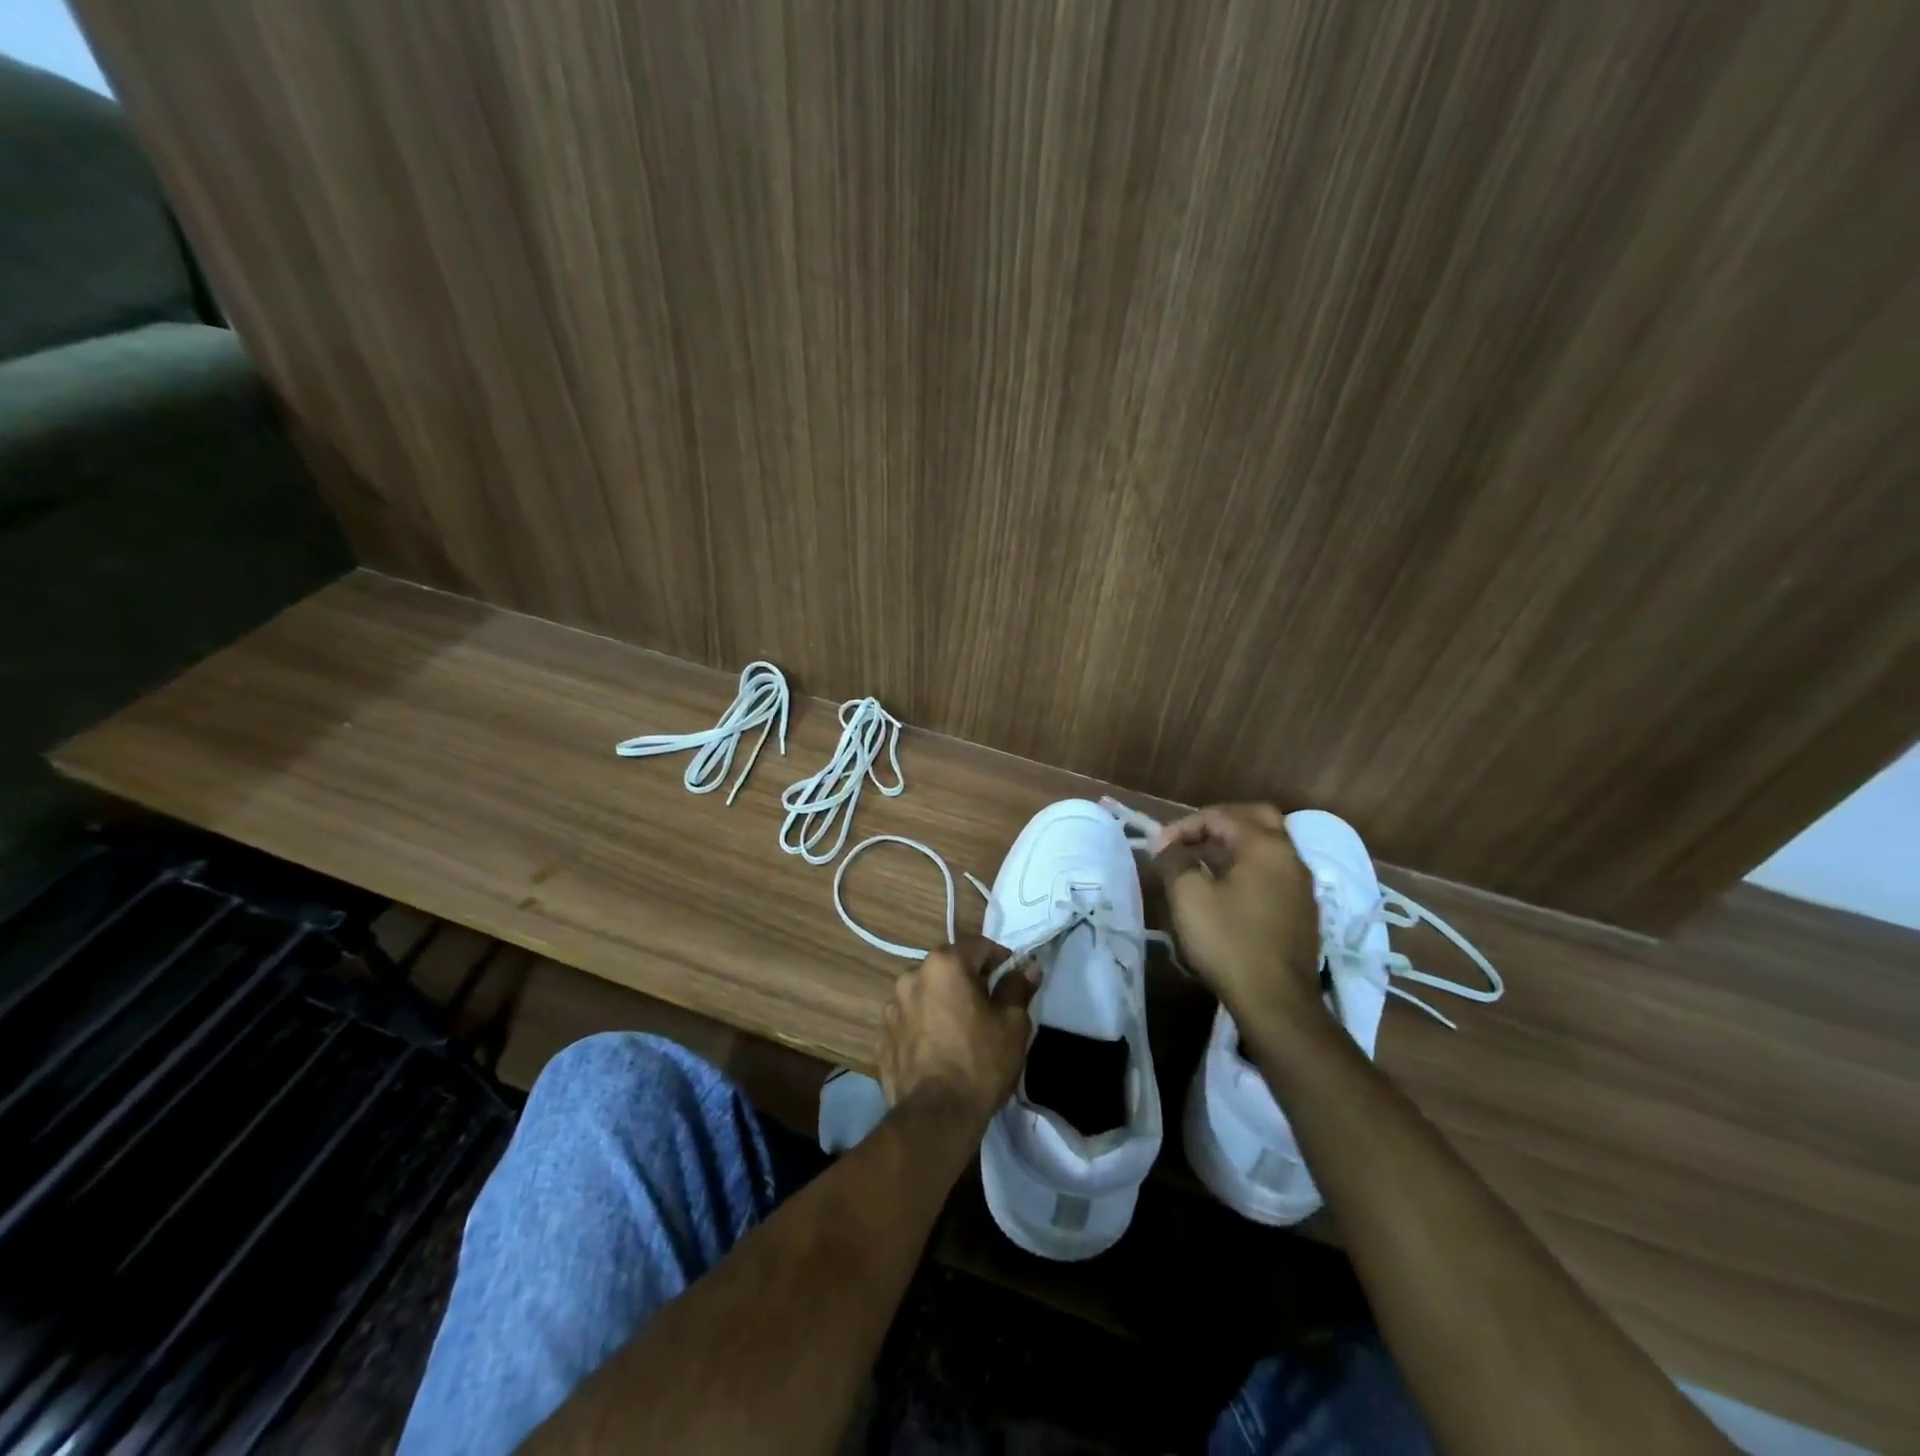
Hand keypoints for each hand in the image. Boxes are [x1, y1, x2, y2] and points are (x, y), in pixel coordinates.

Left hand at [879, 932, 1037, 1125]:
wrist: (934, 1117)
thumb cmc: (980, 1062)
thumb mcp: (1013, 1024)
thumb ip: (1018, 988)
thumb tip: (1027, 968)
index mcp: (944, 964)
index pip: (978, 946)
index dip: (1000, 960)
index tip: (1013, 980)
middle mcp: (911, 975)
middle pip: (948, 967)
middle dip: (969, 980)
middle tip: (989, 1007)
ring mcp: (891, 1006)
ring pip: (926, 992)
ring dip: (943, 1002)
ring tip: (961, 1030)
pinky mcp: (881, 1035)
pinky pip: (910, 1019)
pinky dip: (924, 1025)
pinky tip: (939, 1049)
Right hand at [1153, 803, 1323, 1026]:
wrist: (1276, 1001)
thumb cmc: (1229, 941)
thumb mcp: (1188, 896)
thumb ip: (1174, 861)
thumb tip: (1167, 847)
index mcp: (1265, 845)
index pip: (1220, 816)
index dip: (1183, 827)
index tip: (1158, 848)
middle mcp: (1290, 857)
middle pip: (1256, 819)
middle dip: (1219, 823)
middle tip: (1190, 839)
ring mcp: (1301, 884)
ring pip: (1267, 846)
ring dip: (1233, 846)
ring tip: (1200, 865)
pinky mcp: (1302, 910)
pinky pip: (1273, 872)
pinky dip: (1248, 868)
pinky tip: (1225, 891)